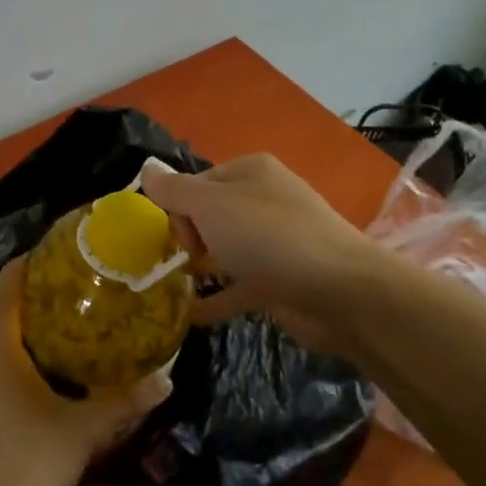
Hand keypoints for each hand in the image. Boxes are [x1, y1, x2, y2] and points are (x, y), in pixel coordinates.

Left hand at [0, 258, 171, 485]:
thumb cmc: (31, 462)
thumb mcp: (85, 430)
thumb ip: (124, 401)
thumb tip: (166, 378)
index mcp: (1, 357)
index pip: (2, 297)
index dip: (18, 270)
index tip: (42, 252)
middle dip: (19, 297)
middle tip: (57, 287)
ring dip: (14, 329)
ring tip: (53, 323)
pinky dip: (10, 357)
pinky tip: (39, 374)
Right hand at [140, 154, 380, 336]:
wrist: (339, 290)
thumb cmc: (268, 236)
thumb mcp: (211, 205)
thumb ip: (174, 191)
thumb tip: (146, 170)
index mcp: (249, 172)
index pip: (197, 182)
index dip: (178, 208)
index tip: (175, 236)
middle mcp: (263, 200)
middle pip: (209, 215)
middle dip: (189, 238)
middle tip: (185, 263)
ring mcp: (275, 241)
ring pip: (224, 250)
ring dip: (200, 268)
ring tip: (171, 289)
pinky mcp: (281, 280)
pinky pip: (239, 286)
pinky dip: (217, 298)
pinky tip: (192, 316)